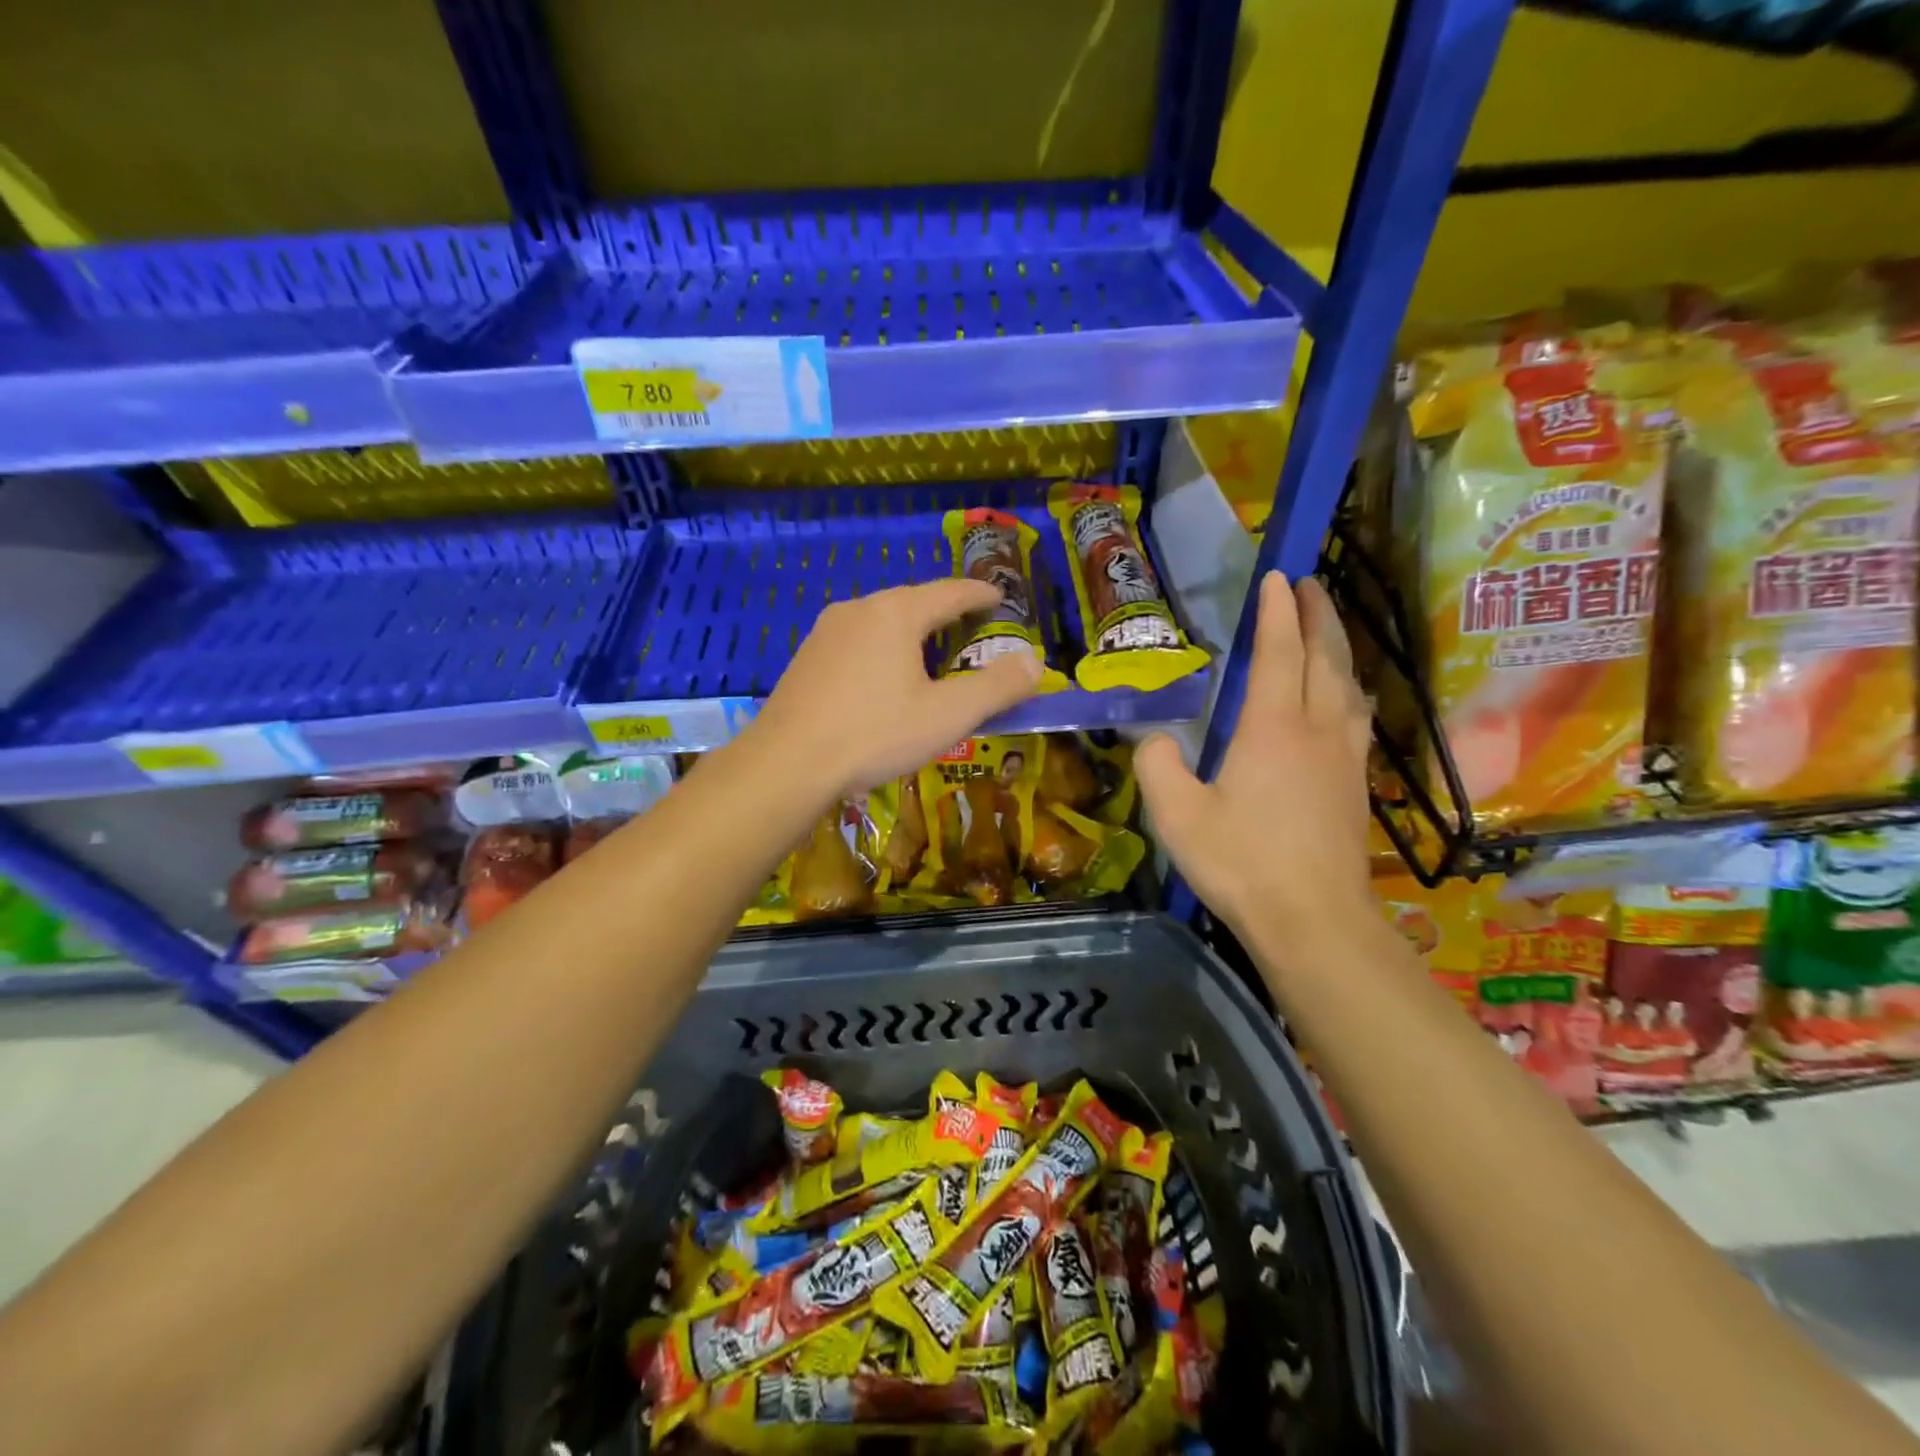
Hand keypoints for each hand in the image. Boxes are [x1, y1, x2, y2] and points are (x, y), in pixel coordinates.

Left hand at [747, 579, 1042, 798]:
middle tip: (971, 631)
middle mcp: (860, 608)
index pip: (951, 592)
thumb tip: (1035, 662)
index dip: (981, 595)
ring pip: (882, 621)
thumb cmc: (875, 734)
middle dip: (946, 613)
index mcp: (897, 613)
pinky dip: (882, 649)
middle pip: (914, 602)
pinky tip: (883, 678)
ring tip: (930, 655)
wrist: (787, 764)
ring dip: (912, 632)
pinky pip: (857, 640)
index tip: (1001, 598)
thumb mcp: (947, 715)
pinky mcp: (806, 656)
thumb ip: (996, 687)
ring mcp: (826, 631)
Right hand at [1138, 572, 1373, 940]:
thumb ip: (1157, 766)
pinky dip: (1347, 687)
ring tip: (1326, 626)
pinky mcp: (1355, 783)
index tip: (1277, 577)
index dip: (1276, 613)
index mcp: (1272, 728)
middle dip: (1317, 615)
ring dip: (1337, 646)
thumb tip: (1154, 738)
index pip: (1278, 653)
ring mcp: (1342, 756)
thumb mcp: (1177, 816)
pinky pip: (1355, 715)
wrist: (1313, 920)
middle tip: (1309, 584)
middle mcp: (1315, 730)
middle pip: (1324, 657)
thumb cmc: (1241, 864)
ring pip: (1346, 684)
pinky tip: (1343, 695)